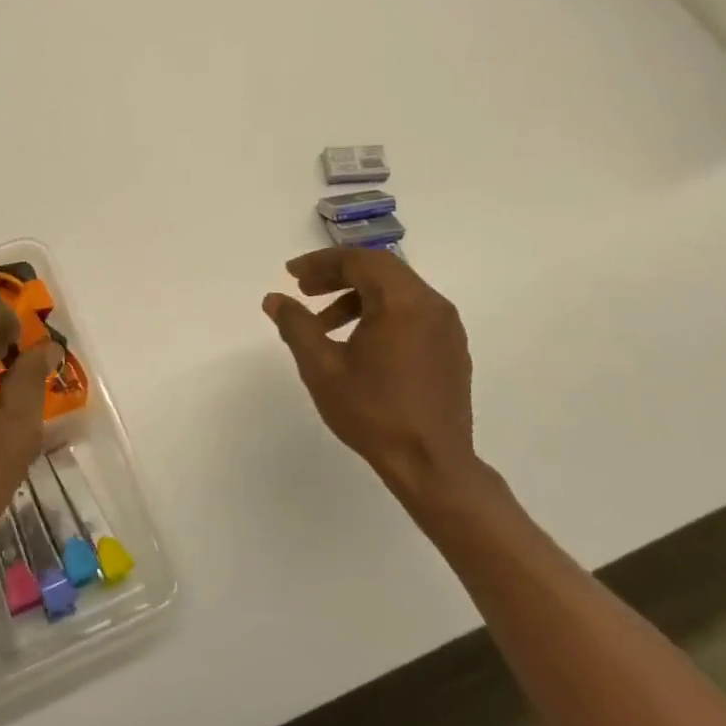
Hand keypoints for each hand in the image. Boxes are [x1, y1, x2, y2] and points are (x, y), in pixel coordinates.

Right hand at [263, 248, 481, 511]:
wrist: (432, 465)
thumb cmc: (373, 412)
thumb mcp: (322, 368)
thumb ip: (296, 326)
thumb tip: (274, 299)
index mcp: (403, 302)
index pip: (359, 261)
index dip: (321, 262)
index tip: (291, 274)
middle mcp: (432, 305)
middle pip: (380, 270)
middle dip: (338, 275)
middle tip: (304, 290)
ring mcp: (447, 327)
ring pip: (397, 292)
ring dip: (357, 297)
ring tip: (324, 324)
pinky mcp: (451, 349)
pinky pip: (412, 314)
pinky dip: (381, 314)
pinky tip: (358, 344)